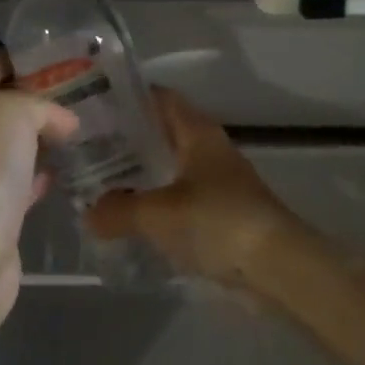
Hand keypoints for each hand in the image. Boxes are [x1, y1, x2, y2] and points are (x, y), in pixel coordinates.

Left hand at [0, 53, 77, 340]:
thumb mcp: (13, 113)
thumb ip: (42, 106)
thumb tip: (66, 123)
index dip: (19, 57)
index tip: (58, 52)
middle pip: (5, 106)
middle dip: (39, 96)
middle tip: (85, 89)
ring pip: (18, 144)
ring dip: (45, 135)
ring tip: (87, 124)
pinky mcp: (0, 210)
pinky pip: (27, 181)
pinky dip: (47, 172)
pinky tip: (73, 168)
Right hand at [86, 88, 306, 286]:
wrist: (278, 267)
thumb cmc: (218, 221)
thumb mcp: (158, 213)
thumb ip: (118, 210)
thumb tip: (89, 213)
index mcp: (197, 132)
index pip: (160, 98)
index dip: (129, 96)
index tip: (94, 105)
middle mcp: (208, 150)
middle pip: (162, 134)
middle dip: (127, 140)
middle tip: (87, 150)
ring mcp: (217, 183)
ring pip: (170, 169)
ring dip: (141, 176)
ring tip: (99, 186)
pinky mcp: (221, 216)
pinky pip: (179, 202)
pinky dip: (156, 206)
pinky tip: (131, 222)